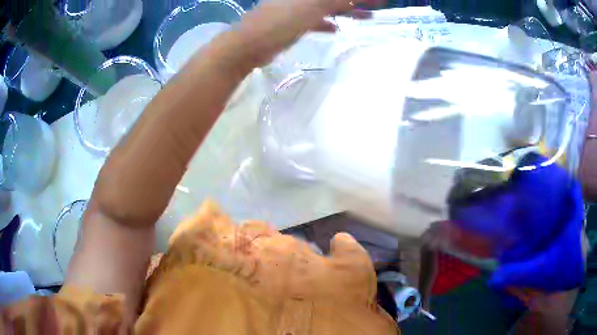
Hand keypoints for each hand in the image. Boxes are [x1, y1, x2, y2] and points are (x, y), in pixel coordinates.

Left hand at [234, 0, 382, 66]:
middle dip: (355, 1)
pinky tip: (336, 29)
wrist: (247, 47)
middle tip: (375, 8)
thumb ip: (338, 1)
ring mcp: (295, 7)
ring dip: (346, 10)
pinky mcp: (291, 22)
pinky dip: (326, 23)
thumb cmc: (279, 23)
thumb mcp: (312, 7)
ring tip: (365, 17)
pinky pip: (314, 19)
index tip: (379, 1)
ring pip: (326, 6)